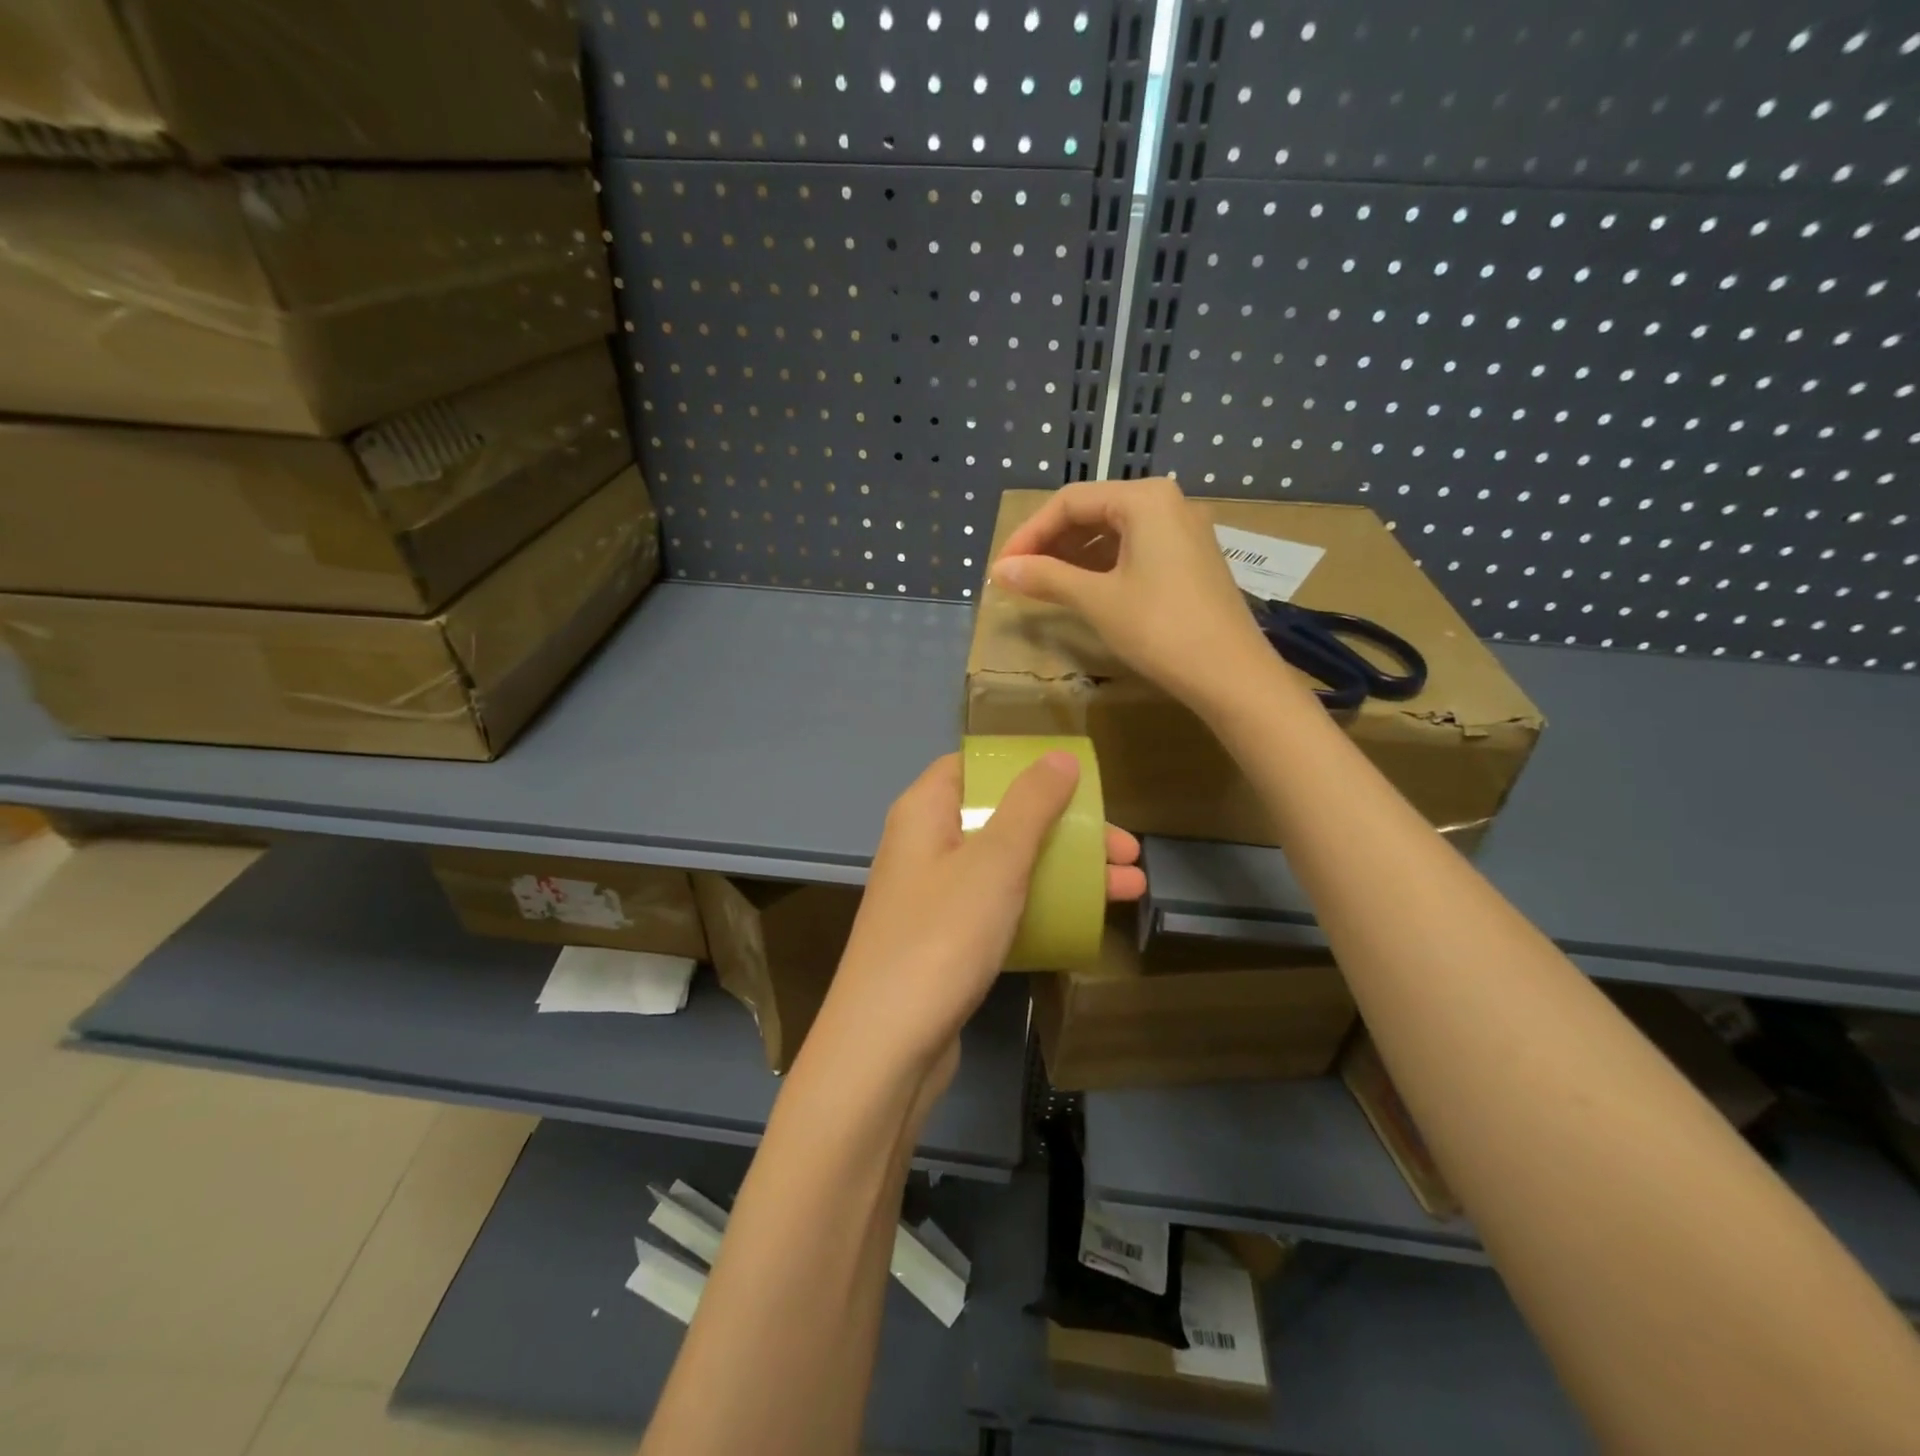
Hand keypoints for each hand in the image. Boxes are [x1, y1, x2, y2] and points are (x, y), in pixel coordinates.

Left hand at [810, 752, 1144, 1083]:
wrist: (887, 1047)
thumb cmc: (942, 935)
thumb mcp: (994, 860)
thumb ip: (1030, 804)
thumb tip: (1059, 756)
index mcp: (924, 812)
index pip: (973, 768)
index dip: (1023, 767)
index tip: (1075, 779)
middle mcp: (925, 846)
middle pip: (1002, 818)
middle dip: (1066, 828)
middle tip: (1125, 848)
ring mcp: (935, 898)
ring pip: (1008, 866)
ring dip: (1065, 870)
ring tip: (1130, 886)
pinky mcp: (946, 942)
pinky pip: (1000, 908)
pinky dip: (1041, 907)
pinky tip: (1086, 921)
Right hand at [990, 477, 1280, 715]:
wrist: (1231, 675)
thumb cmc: (1160, 629)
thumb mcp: (1097, 600)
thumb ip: (1046, 577)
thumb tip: (999, 570)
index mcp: (1145, 499)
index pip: (1071, 501)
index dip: (1030, 533)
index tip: (1003, 567)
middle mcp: (1168, 503)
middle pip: (1094, 511)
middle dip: (1051, 543)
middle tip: (1020, 577)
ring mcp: (1185, 531)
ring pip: (1114, 532)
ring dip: (1074, 556)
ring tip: (1044, 586)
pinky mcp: (1192, 560)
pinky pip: (1136, 550)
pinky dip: (1103, 566)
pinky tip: (1083, 590)